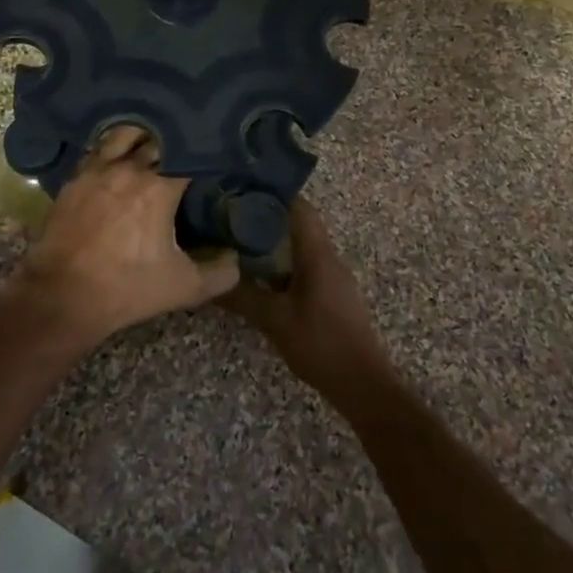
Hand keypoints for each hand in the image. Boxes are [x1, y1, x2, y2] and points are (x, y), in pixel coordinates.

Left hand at [5, 126, 238, 350]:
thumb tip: (235, 258)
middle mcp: (129, 168)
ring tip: (152, 143)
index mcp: (160, 187)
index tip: (211, 157)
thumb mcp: (183, 288)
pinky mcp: (74, 180)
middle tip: (186, 149)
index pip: (189, 154)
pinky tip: (118, 158)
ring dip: (141, 136)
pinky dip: (112, 150)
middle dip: (174, 142)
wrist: (62, 296)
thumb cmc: (127, 289)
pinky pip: (97, 152)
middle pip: (157, 139)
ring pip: (124, 135)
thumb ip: (219, 273)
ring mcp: (97, 170)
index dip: (202, 152)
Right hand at [221, 199, 393, 399]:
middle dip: (267, 216)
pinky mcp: (331, 296)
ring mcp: (332, 278)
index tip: (242, 187)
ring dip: (274, 241)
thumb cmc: (321, 344)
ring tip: (238, 241)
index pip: (299, 208)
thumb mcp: (275, 320)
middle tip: (231, 215)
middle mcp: (328, 258)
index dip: (273, 193)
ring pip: (301, 247)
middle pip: (299, 224)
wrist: (364, 385)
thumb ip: (243, 297)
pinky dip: (282, 263)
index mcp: (318, 254)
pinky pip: (304, 267)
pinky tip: (259, 276)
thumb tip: (209, 279)